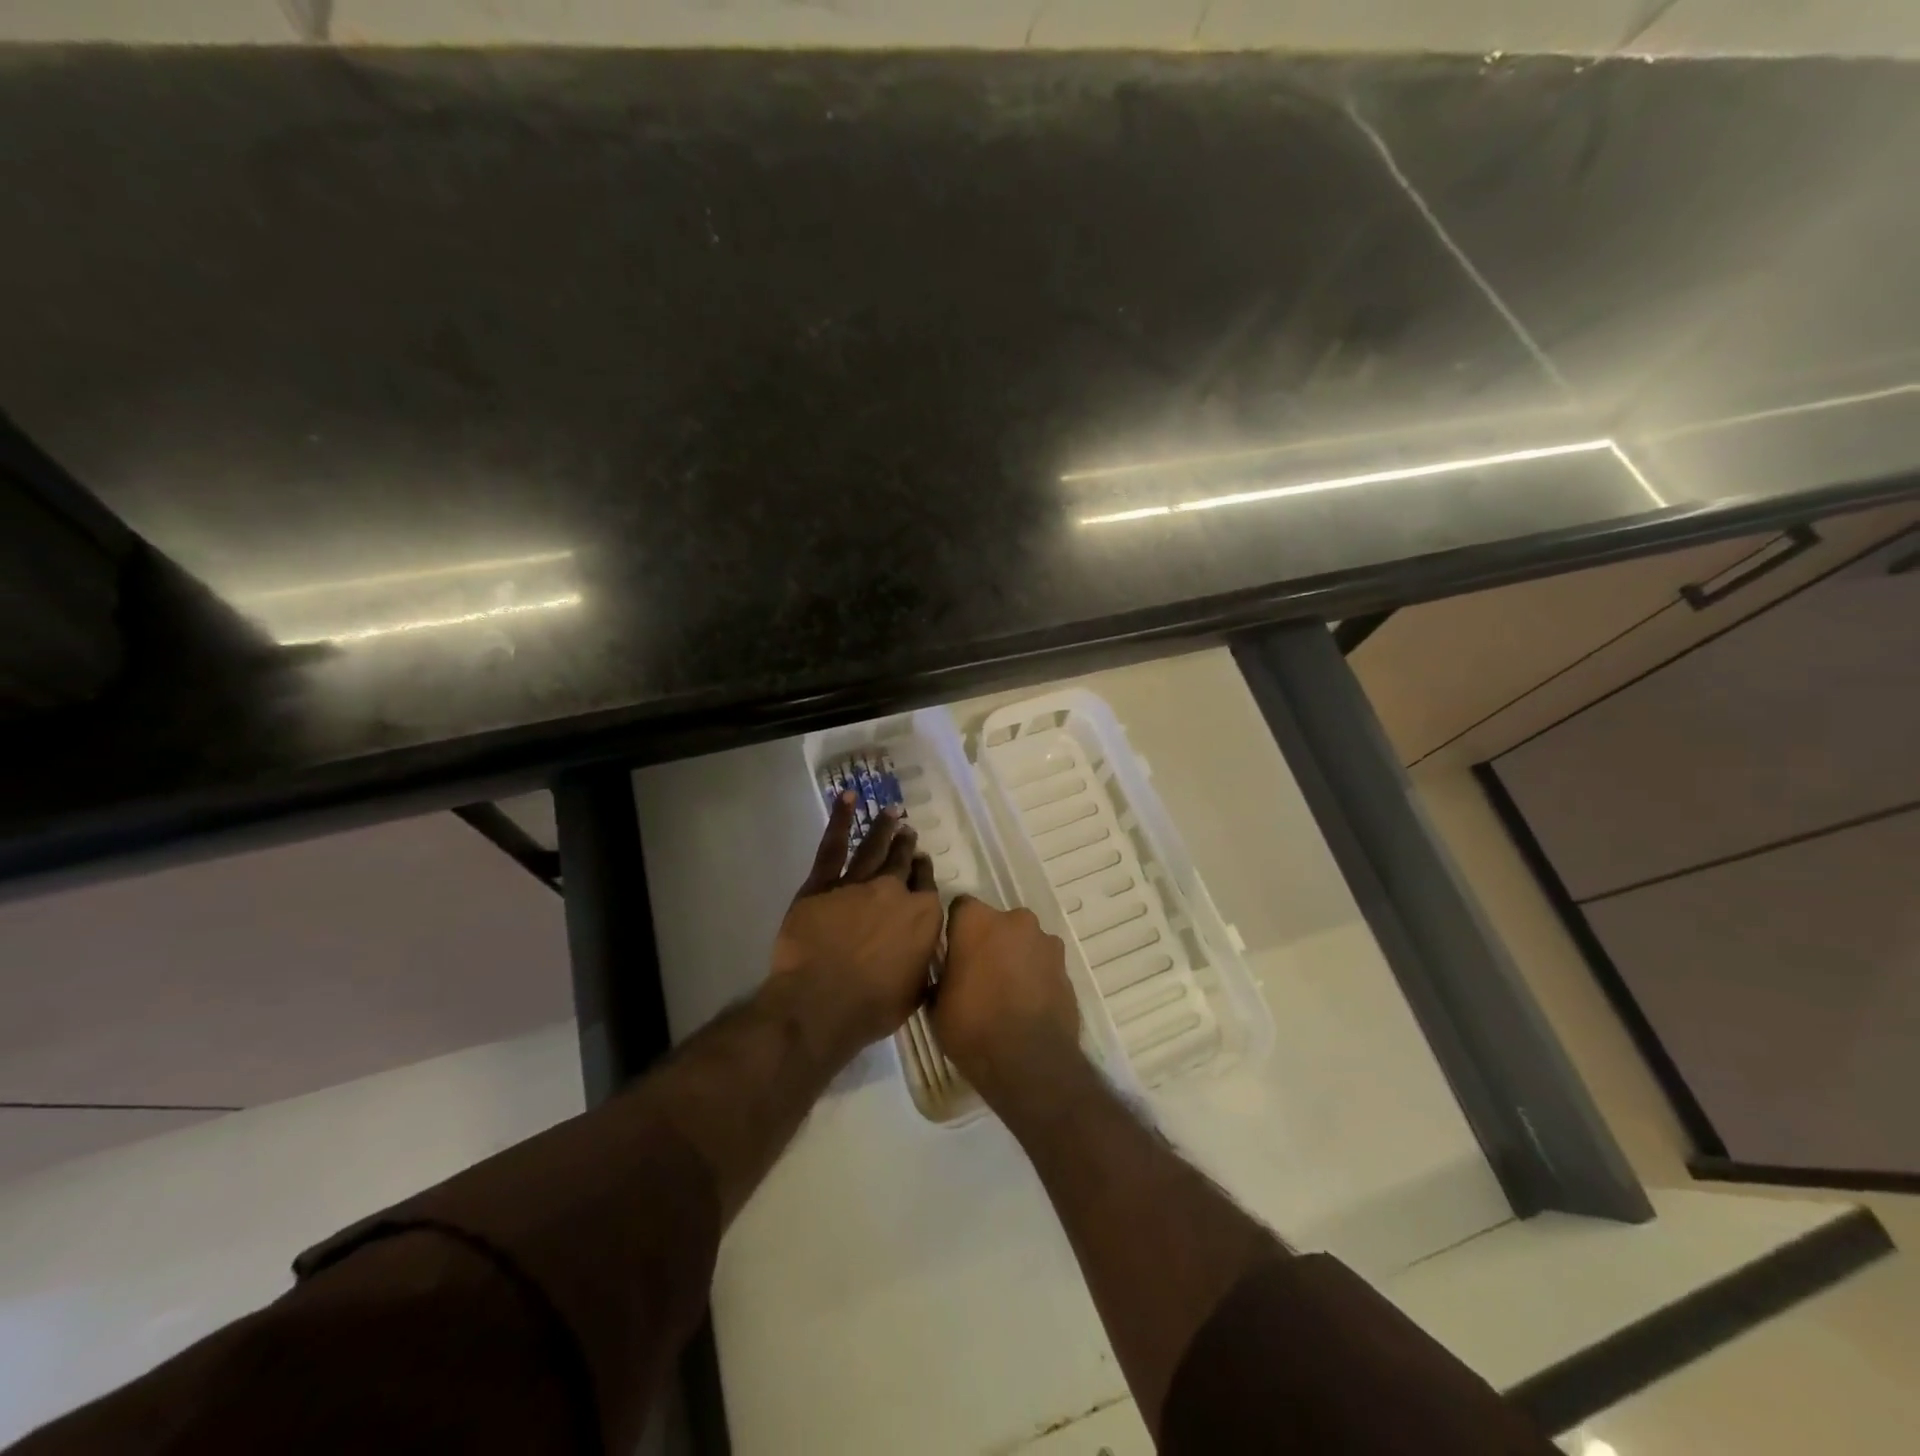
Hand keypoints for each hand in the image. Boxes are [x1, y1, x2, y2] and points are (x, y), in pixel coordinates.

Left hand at [767, 790, 942, 1067]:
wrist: (821, 1003)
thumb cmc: (872, 1007)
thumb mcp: (914, 994)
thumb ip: (923, 968)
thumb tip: (928, 960)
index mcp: (922, 917)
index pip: (926, 885)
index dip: (923, 871)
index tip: (921, 862)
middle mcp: (894, 892)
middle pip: (902, 862)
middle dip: (906, 845)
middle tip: (907, 831)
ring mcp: (858, 883)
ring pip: (874, 848)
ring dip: (884, 828)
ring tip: (891, 812)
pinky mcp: (823, 884)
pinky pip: (834, 846)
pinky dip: (841, 819)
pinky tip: (849, 799)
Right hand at [932, 896, 1080, 1098]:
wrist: (1030, 1062)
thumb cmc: (973, 1027)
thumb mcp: (937, 1005)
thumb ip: (943, 976)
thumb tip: (947, 975)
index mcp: (977, 921)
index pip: (960, 908)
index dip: (955, 930)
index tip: (952, 954)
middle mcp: (1014, 920)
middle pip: (996, 923)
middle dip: (989, 942)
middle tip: (979, 975)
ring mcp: (1045, 942)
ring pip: (1023, 942)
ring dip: (1015, 957)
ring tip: (1007, 993)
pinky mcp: (1066, 967)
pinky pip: (1043, 963)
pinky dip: (1035, 976)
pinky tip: (1027, 1004)